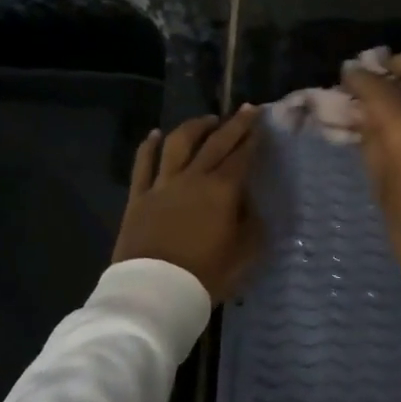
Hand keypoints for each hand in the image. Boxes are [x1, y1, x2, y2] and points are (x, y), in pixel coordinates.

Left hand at [112, 105, 263, 303]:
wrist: (155, 292)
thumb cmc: (206, 275)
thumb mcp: (245, 255)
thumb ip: (252, 225)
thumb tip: (252, 206)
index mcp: (223, 190)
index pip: (242, 155)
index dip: (253, 136)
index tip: (261, 120)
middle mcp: (194, 178)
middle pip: (216, 142)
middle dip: (234, 123)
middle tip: (246, 109)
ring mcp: (163, 184)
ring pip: (179, 144)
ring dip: (195, 127)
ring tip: (207, 119)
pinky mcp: (139, 197)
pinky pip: (143, 164)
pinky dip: (149, 146)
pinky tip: (155, 134)